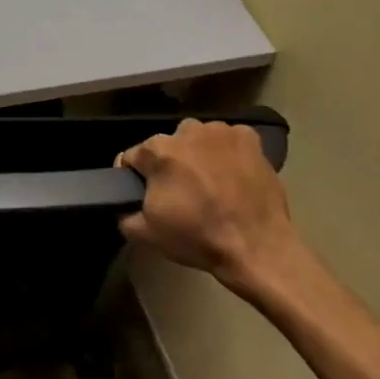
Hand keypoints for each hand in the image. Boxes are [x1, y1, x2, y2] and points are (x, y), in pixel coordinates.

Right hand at [119, 119, 306, 300]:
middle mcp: (188, 131)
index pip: (132, 157)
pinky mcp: (250, 139)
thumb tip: (124, 203)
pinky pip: (227, 141)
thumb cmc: (197, 238)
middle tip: (180, 194)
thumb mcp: (144, 233)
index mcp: (158, 150)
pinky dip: (226, 153)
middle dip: (168, 165)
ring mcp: (222, 132)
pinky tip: (232, 175)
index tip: (146, 196)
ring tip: (208, 184)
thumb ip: (122, 212)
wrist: (256, 248)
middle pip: (166, 146)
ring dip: (196, 156)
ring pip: (196, 140)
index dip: (135, 178)